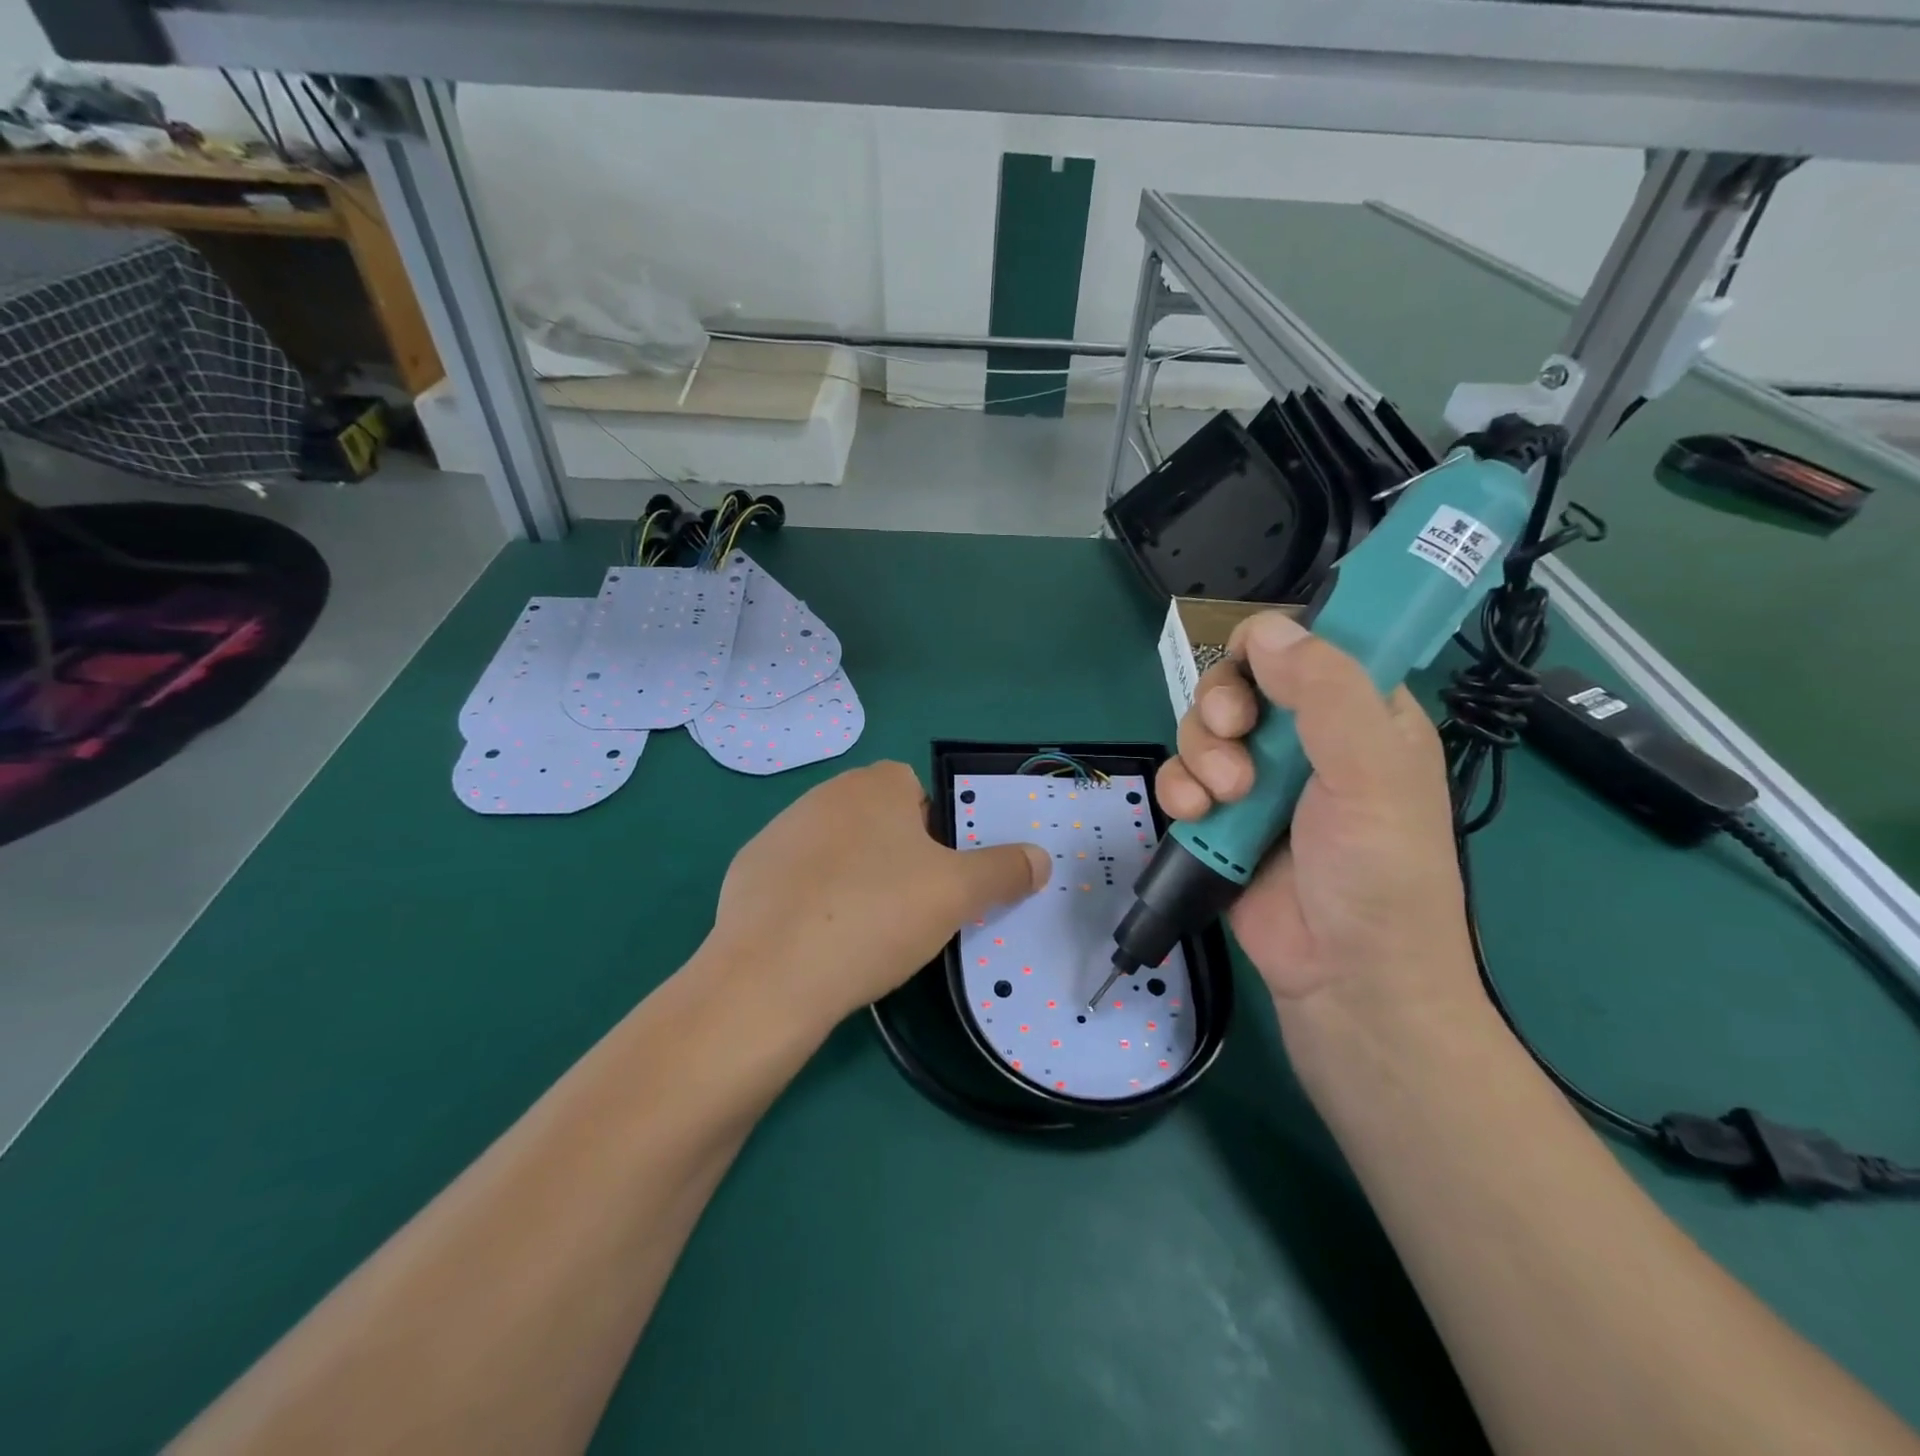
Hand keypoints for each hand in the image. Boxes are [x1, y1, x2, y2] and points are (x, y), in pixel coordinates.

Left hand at [706, 761, 1050, 1024]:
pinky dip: (811, 901)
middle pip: (878, 821)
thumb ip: (1004, 870)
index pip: (918, 792)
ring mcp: (779, 830)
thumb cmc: (876, 915)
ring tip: (862, 931)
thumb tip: (1040, 858)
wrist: (773, 974)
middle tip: (908, 908)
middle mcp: (824, 793)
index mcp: (875, 784)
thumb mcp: (957, 894)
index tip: (937, 878)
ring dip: (853, 877)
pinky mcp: (748, 871)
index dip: (936, 834)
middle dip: (897, 857)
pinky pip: (797, 879)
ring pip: (837, 850)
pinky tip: (816, 942)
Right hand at [1155, 612, 1478, 1020]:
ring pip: (1202, 727)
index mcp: (1361, 714)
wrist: (1344, 977)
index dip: (1273, 646)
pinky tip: (1197, 816)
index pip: (1307, 646)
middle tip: (1234, 736)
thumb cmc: (1379, 871)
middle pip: (1238, 680)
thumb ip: (1326, 692)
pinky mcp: (1221, 816)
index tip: (1255, 672)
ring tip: (1224, 798)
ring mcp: (1258, 778)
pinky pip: (1182, 776)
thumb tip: (1266, 628)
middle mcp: (1306, 738)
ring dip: (1201, 754)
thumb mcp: (1370, 773)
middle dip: (1222, 705)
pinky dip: (1180, 790)